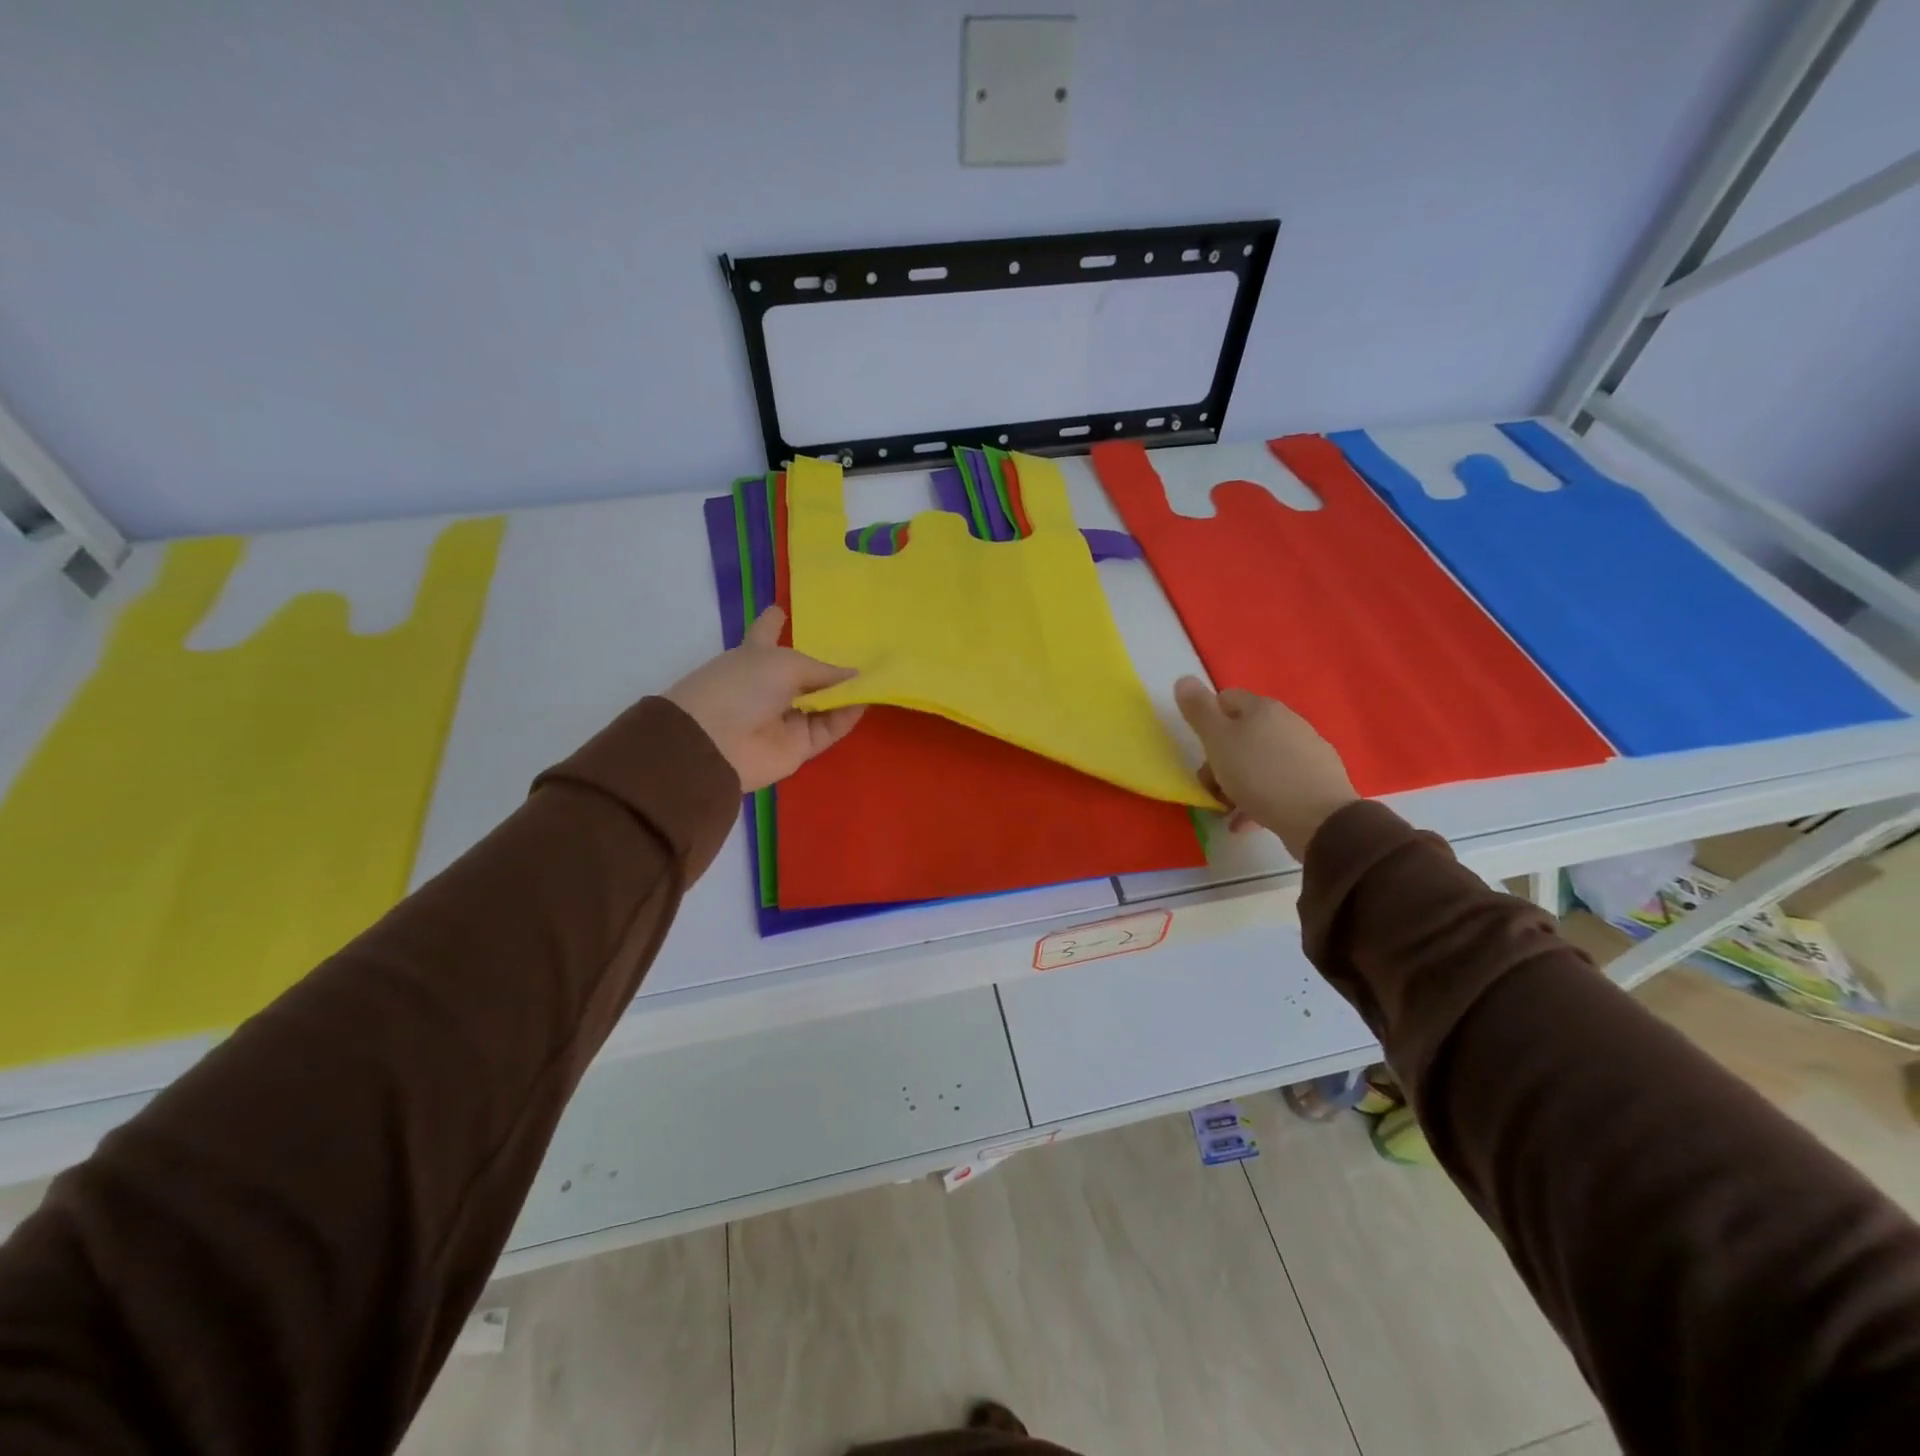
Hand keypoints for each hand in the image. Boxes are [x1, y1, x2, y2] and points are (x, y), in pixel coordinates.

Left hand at [667, 607, 865, 791]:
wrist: (717, 744)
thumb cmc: (742, 687)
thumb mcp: (785, 663)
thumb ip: (824, 670)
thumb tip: (857, 676)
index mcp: (755, 656)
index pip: (767, 633)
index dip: (774, 621)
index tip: (783, 609)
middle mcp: (771, 686)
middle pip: (805, 673)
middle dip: (830, 664)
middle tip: (865, 650)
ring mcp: (786, 717)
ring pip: (824, 703)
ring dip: (845, 692)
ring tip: (875, 678)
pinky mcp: (800, 746)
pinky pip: (829, 728)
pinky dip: (846, 717)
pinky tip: (864, 702)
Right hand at [1173, 677, 1358, 858]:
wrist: (1320, 818)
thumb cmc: (1259, 775)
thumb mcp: (1218, 741)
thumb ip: (1199, 710)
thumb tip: (1184, 679)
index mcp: (1262, 708)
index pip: (1225, 699)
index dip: (1207, 721)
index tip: (1201, 750)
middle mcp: (1288, 722)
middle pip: (1242, 733)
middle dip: (1221, 759)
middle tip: (1212, 786)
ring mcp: (1307, 750)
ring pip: (1260, 761)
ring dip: (1239, 782)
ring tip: (1229, 809)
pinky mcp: (1319, 779)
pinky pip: (1279, 783)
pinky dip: (1261, 798)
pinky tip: (1250, 820)